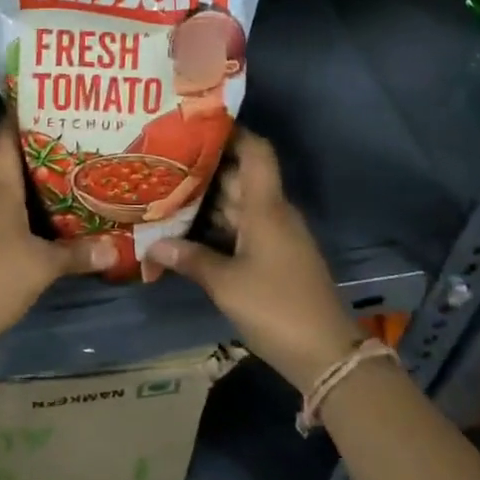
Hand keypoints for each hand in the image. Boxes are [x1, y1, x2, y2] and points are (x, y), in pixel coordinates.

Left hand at [0, 118, 114, 358]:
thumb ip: (78, 253)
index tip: (43, 97)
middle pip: (10, 161)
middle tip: (74, 138)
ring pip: (6, 188)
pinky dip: (22, 207)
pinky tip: (46, 215)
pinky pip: (1, 211)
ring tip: (69, 173)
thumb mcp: (44, 265)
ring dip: (32, 182)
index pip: (6, 138)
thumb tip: (115, 249)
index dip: (21, 115)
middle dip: (40, 149)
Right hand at [148, 129, 359, 392]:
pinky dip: (216, 225)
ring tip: (165, 189)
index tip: (197, 124)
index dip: (232, 132)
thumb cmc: (276, 308)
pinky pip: (241, 228)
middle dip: (204, 168)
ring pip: (237, 205)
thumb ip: (189, 259)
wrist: (327, 355)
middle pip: (239, 177)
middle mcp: (272, 213)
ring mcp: (275, 236)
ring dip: (207, 199)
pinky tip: (187, 229)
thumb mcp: (226, 284)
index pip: (256, 152)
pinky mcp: (274, 258)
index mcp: (266, 207)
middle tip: (163, 159)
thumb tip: (152, 246)